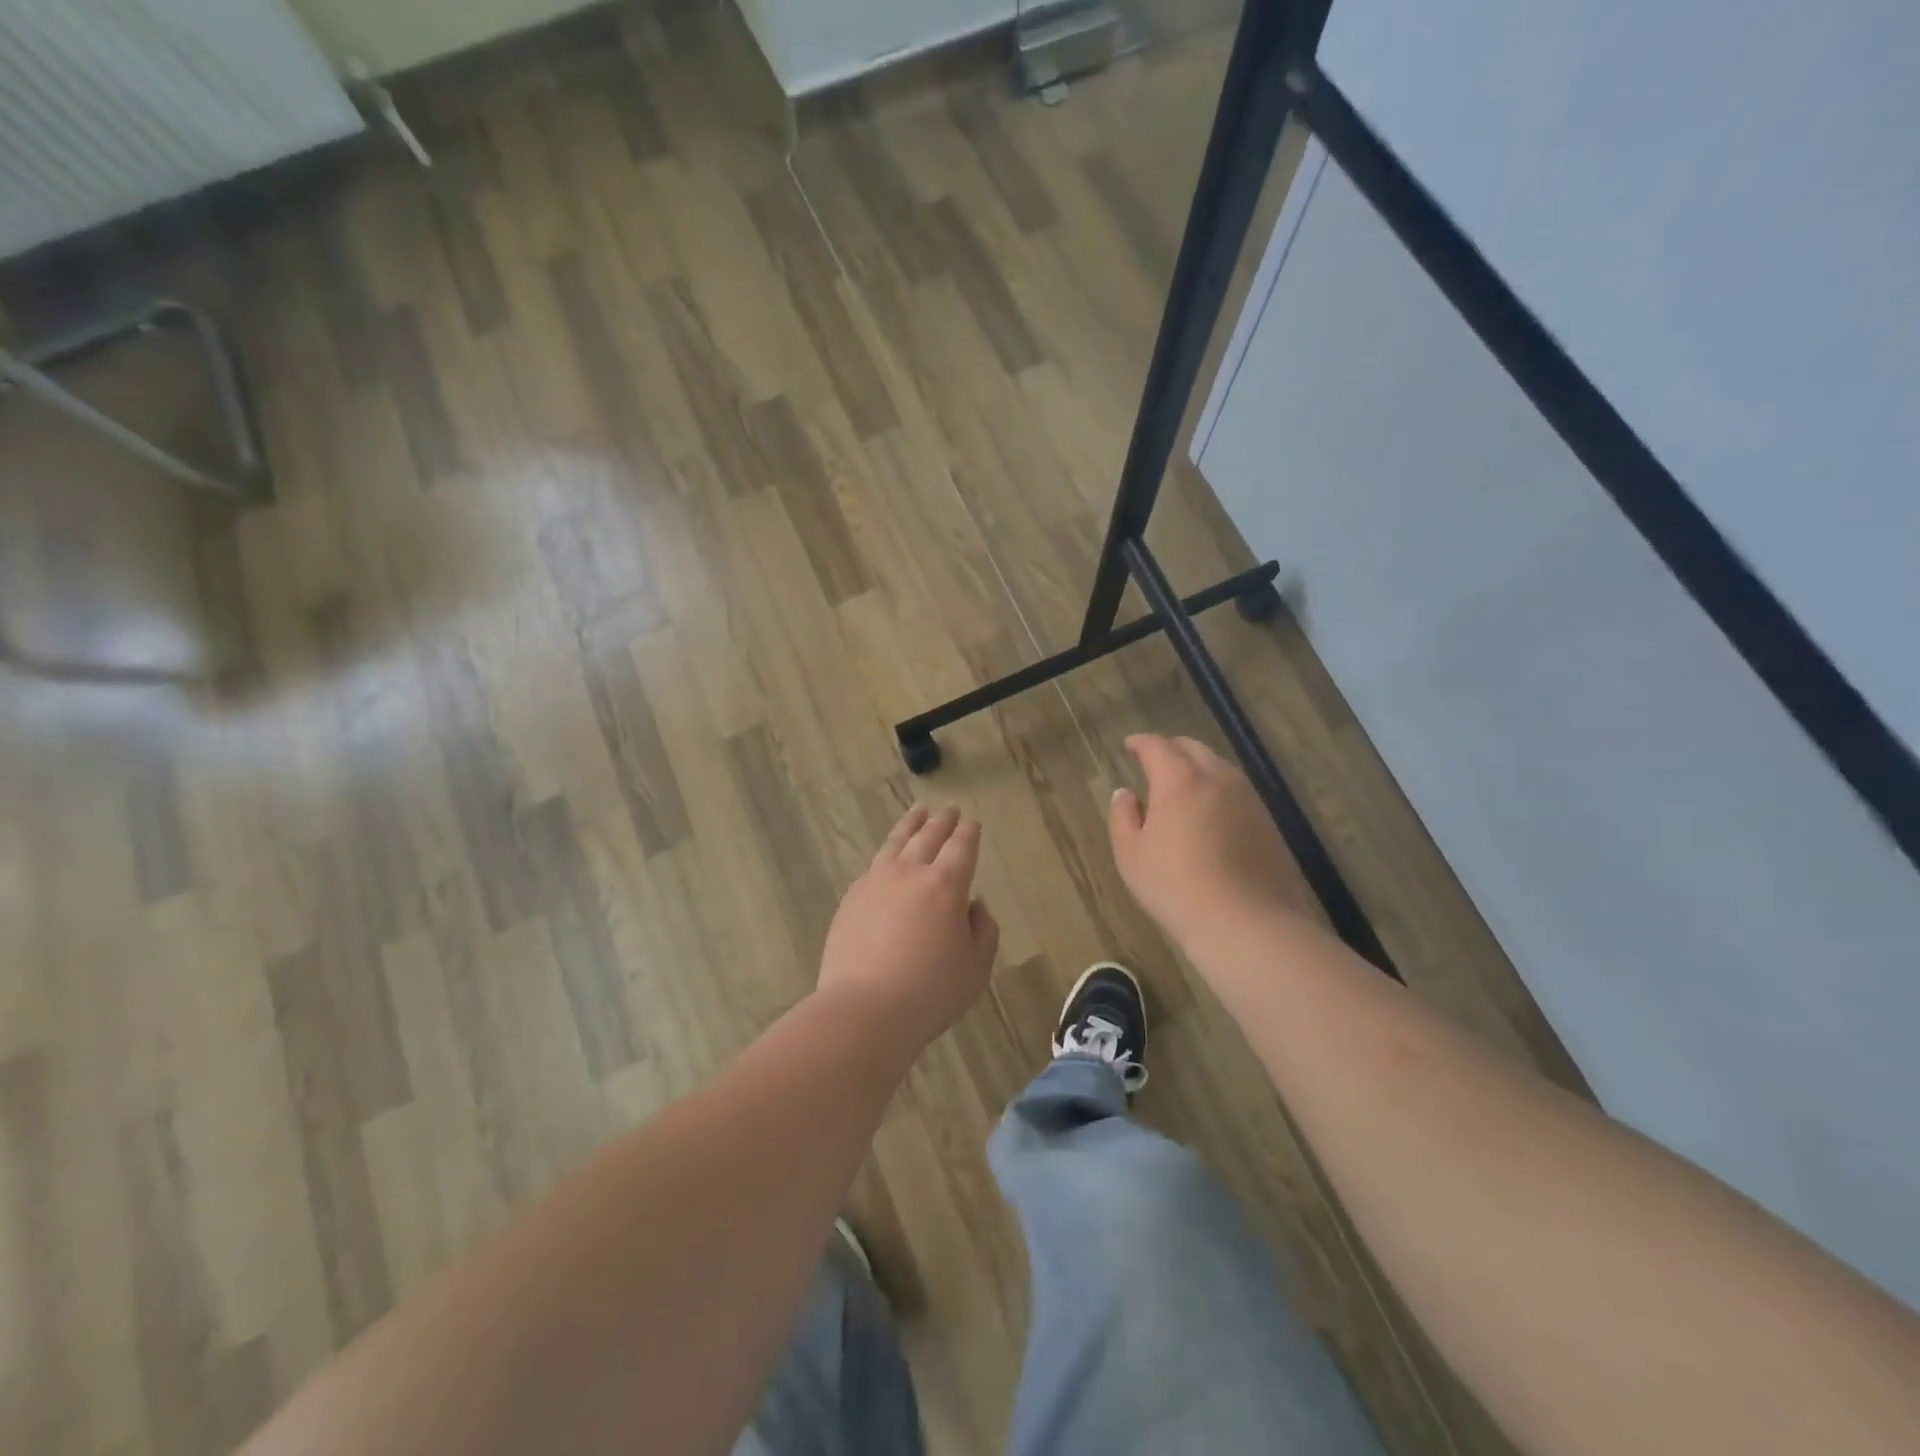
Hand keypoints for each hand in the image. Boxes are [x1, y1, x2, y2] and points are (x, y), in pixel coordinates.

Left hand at [817, 805, 999, 1050]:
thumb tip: (972, 906)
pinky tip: (888, 859)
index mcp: (946, 885)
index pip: (961, 847)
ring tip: (918, 811)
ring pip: (896, 842)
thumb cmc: (930, 991)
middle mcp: (910, 872)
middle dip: (942, 821)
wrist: (864, 1008)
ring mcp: (876, 881)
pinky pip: (874, 866)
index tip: (972, 823)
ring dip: (911, 824)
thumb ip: (982, 930)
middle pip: (929, 836)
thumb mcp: (976, 967)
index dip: (969, 833)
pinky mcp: (852, 897)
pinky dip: (887, 854)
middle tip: (950, 810)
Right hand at [1108, 734, 1305, 950]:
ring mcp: (1248, 799)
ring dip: (1198, 768)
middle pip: (1193, 748)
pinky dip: (1218, 791)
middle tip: (1155, 762)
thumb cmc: (1175, 886)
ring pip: (1220, 768)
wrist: (1246, 923)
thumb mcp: (1130, 854)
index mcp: (1179, 780)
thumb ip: (1123, 816)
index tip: (1130, 745)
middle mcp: (1217, 779)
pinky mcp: (1268, 823)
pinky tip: (1211, 814)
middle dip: (1171, 749)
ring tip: (1183, 787)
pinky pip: (1238, 792)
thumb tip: (1126, 794)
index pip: (1158, 746)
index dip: (1141, 742)